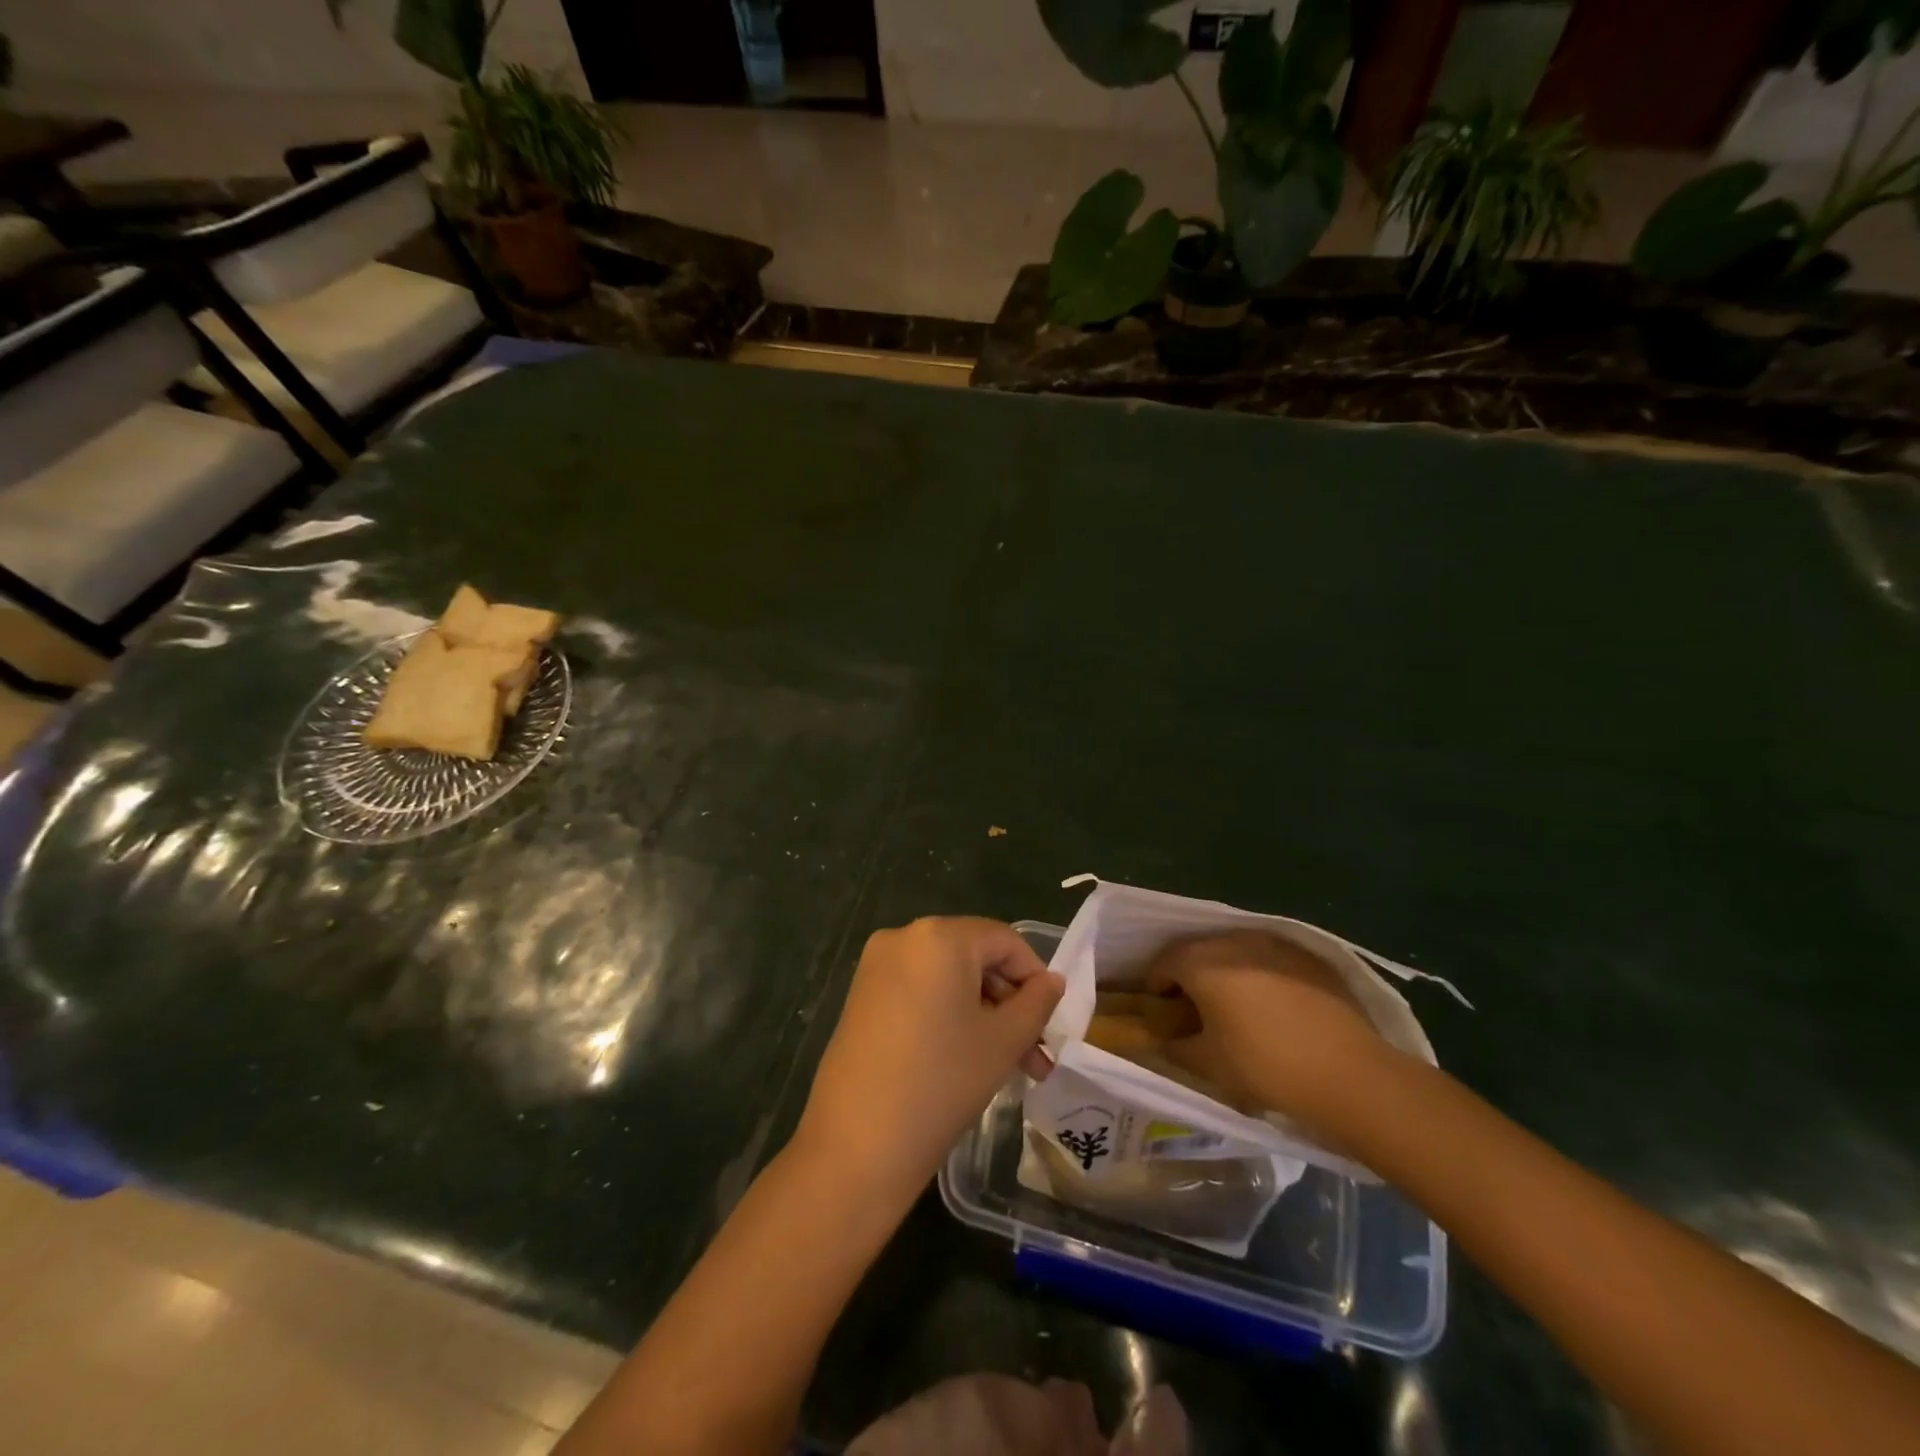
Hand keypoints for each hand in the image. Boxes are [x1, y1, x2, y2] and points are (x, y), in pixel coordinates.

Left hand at [795, 917, 1062, 1201]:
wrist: (856, 1145)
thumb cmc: (941, 1082)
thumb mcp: (1003, 1041)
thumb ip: (1037, 1003)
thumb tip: (1052, 981)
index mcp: (939, 936)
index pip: (1005, 941)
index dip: (1035, 977)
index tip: (1051, 1022)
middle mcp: (903, 937)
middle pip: (975, 957)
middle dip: (1009, 1003)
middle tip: (1035, 1053)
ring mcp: (877, 966)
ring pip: (948, 978)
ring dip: (983, 1014)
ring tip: (1010, 1065)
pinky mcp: (862, 995)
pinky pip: (920, 991)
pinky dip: (948, 1015)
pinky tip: (966, 1058)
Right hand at [1146, 930, 1388, 1132]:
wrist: (1351, 1074)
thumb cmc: (1267, 1067)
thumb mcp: (1209, 1065)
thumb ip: (1175, 1047)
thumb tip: (1162, 1040)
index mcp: (1202, 963)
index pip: (1163, 962)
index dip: (1155, 985)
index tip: (1160, 1009)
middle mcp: (1234, 942)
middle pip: (1197, 950)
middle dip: (1188, 974)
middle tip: (1193, 1006)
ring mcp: (1275, 944)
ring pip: (1235, 949)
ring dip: (1224, 970)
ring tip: (1233, 1004)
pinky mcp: (1309, 956)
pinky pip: (1269, 957)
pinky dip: (1259, 973)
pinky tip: (1273, 1005)